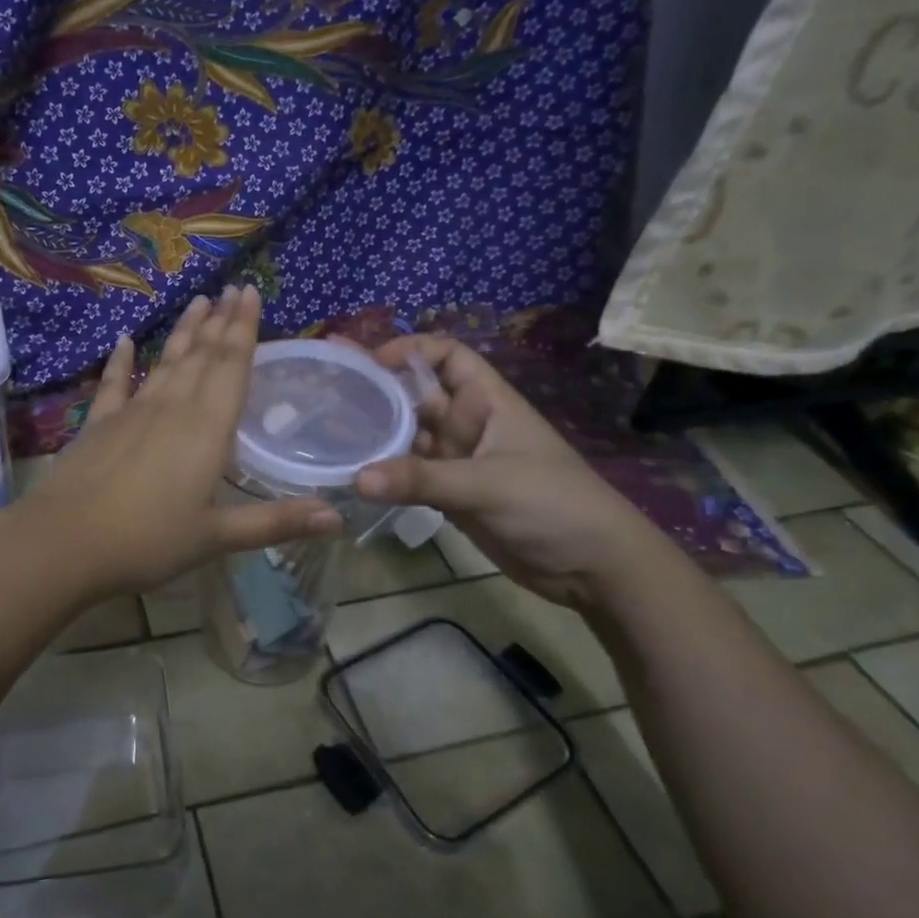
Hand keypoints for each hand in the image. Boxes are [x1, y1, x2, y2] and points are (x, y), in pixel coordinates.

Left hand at [21, 286, 343, 598]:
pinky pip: (114, 384)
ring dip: (184, 333)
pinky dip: (121, 361)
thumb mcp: (217, 537)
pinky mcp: (98, 424)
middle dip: (220, 321)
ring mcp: (132, 412)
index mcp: (207, 429)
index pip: (232, 366)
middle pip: (202, 356)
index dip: (244, 329)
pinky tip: (125, 340)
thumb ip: (276, 522)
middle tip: (232, 288)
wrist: (66, 542)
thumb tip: (340, 516)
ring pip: (166, 362)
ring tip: (198, 302)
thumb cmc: (149, 541)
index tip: (250, 293)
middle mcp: (172, 408)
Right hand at [353, 335, 666, 609]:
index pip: (448, 357)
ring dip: (374, 433)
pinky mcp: (450, 496)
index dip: (411, 350)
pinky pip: (409, 475)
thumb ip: (422, 479)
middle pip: (417, 396)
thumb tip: (356, 478)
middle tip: (325, 384)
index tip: (370, 363)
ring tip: (325, 429)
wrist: (594, 567)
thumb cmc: (553, 506)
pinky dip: (383, 474)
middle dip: (377, 388)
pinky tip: (350, 473)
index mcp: (488, 402)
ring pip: (408, 437)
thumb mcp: (487, 485)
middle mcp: (468, 425)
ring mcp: (458, 461)